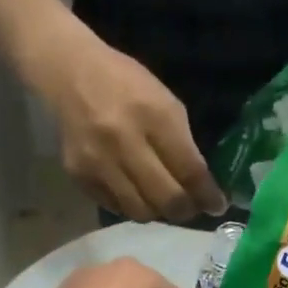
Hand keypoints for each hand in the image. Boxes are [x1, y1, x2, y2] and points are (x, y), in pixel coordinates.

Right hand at [29, 34, 227, 222]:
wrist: (71, 75)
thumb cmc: (127, 85)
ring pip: (140, 211)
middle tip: (191, 209)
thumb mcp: (165, 103)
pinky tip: (137, 194)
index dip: (207, 195)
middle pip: (166, 198)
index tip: (217, 206)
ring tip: (163, 203)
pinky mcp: (80, 176)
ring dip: (158, 212)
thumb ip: (183, 145)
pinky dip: (131, 205)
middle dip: (185, 210)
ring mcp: (99, 163)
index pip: (189, 170)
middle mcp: (125, 142)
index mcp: (154, 116)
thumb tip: (201, 187)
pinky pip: (115, 207)